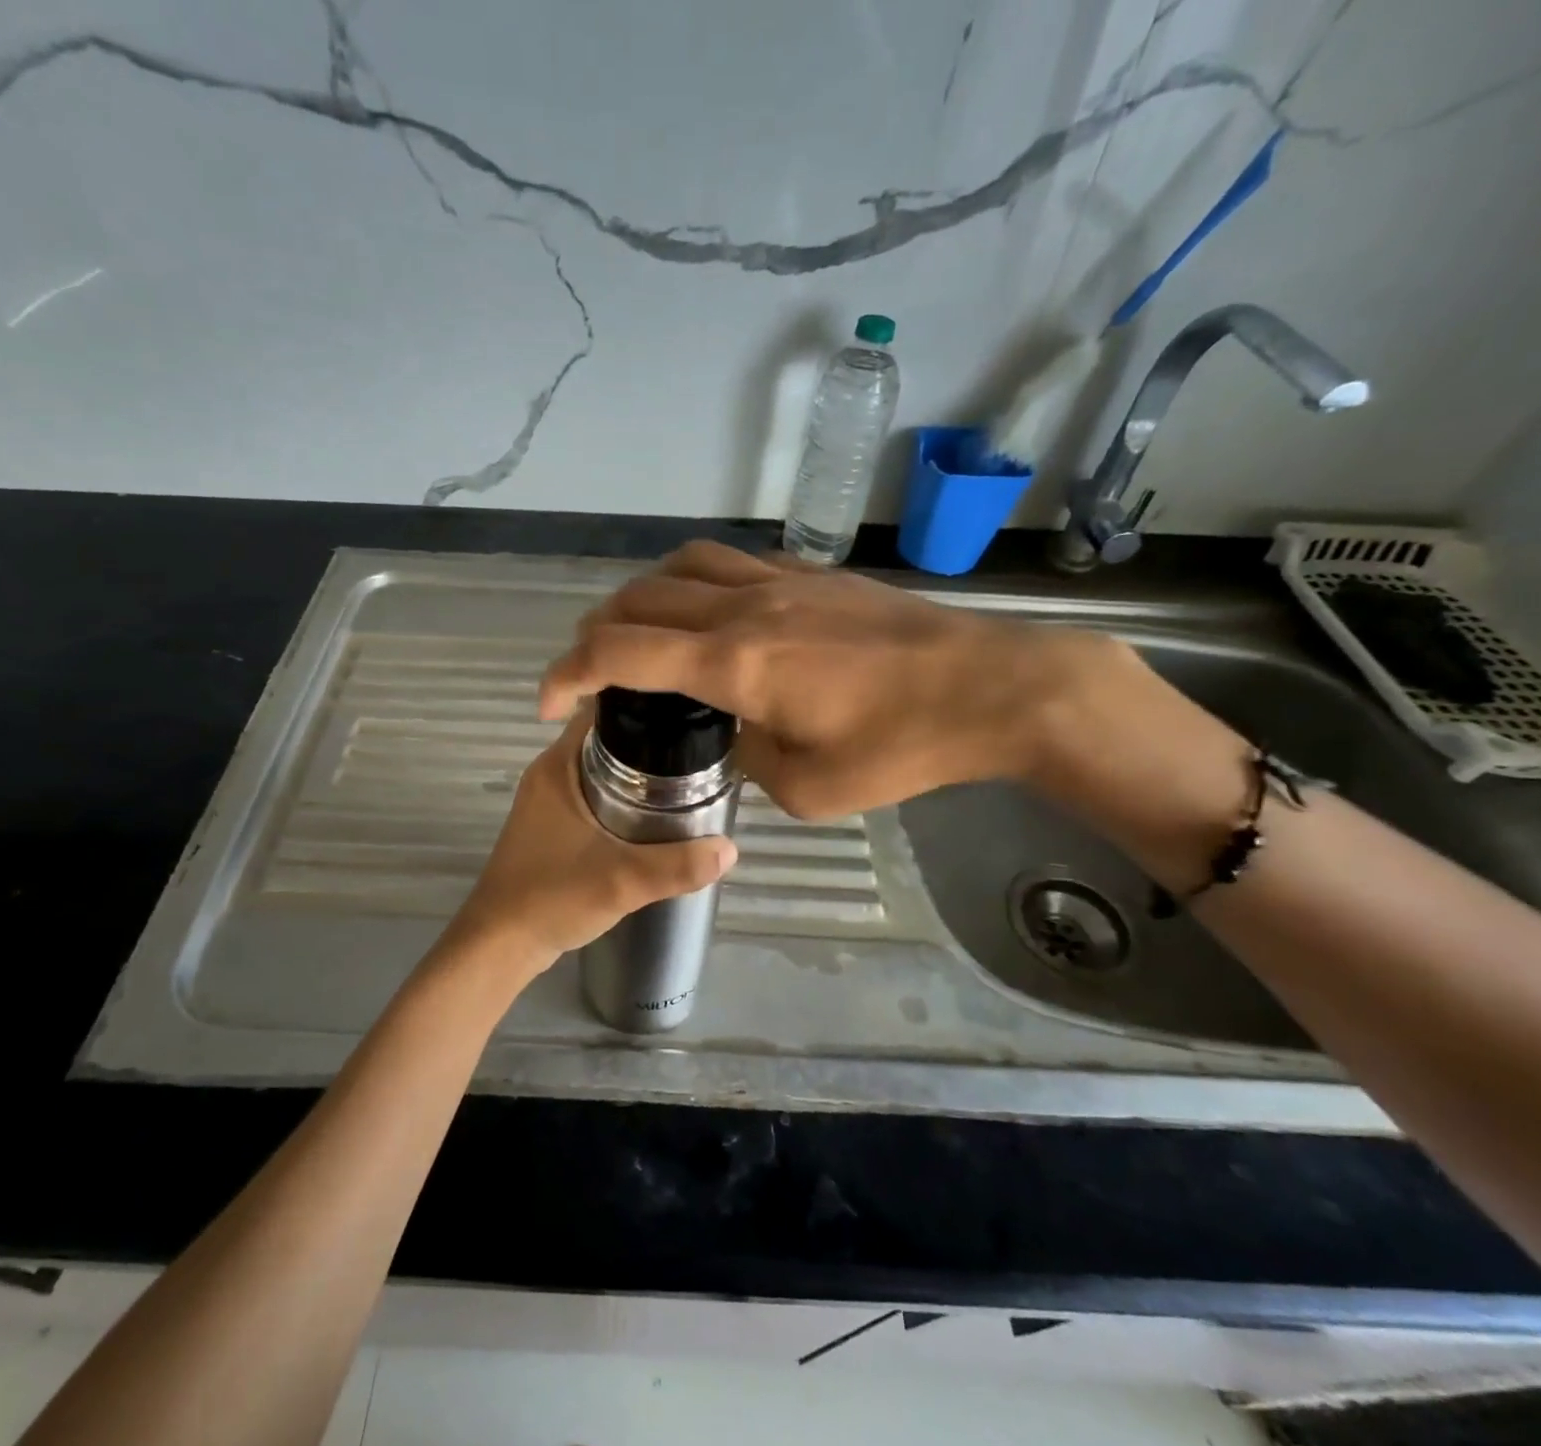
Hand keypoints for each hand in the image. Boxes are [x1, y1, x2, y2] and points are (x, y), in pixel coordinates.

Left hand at [450, 712, 737, 973]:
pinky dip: (622, 798)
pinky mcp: (551, 827)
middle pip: (607, 739)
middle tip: (698, 750)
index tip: (687, 713)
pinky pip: (594, 796)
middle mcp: (550, 774)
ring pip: (601, 770)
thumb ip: (677, 866)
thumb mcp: (622, 881)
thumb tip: (731, 849)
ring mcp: (548, 802)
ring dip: (638, 773)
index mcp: (558, 766)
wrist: (500, 944)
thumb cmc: (551, 898)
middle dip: (650, 742)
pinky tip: (654, 816)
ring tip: (687, 779)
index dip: (644, 706)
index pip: (602, 710)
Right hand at [539, 540, 1123, 819]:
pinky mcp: (811, 575)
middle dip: (593, 635)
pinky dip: (691, 584)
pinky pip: (728, 563)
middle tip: (587, 672)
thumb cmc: (903, 747)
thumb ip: (748, 757)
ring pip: (679, 567)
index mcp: (734, 661)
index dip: (568, 671)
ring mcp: (780, 581)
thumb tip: (733, 733)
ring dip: (639, 598)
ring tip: (636, 635)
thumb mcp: (808, 786)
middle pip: (638, 599)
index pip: (621, 651)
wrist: (993, 687)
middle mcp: (744, 607)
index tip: (547, 700)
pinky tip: (705, 614)